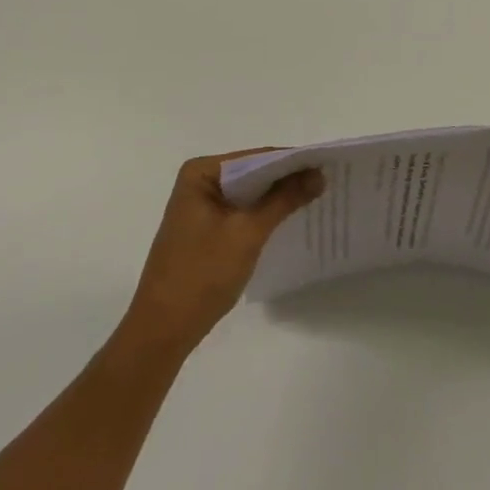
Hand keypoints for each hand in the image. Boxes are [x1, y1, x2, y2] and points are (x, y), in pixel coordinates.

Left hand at [120, 150, 323, 354]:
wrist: (162, 332)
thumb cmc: (201, 275)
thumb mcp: (248, 233)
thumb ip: (284, 199)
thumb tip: (319, 174)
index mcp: (201, 172)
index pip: (256, 157)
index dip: (292, 161)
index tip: (326, 165)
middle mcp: (198, 182)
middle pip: (253, 173)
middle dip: (287, 179)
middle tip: (327, 181)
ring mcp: (200, 206)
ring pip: (249, 194)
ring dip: (277, 198)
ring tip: (317, 198)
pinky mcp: (205, 229)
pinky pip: (241, 211)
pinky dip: (263, 215)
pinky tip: (289, 220)